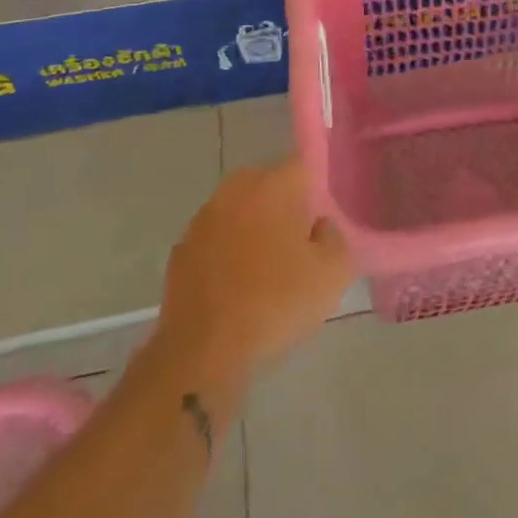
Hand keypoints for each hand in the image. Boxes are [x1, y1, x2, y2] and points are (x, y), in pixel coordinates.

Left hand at [156, 158, 353, 386]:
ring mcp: (204, 217)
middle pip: (271, 185)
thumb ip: (336, 237)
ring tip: (268, 271)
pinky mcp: (182, 248)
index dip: (318, 190)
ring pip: (242, 211)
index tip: (324, 221)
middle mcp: (237, 188)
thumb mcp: (334, 273)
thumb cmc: (276, 303)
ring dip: (255, 229)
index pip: (304, 166)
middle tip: (301, 247)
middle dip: (286, 207)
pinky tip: (238, 287)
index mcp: (274, 184)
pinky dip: (229, 253)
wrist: (203, 352)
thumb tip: (320, 227)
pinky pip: (218, 239)